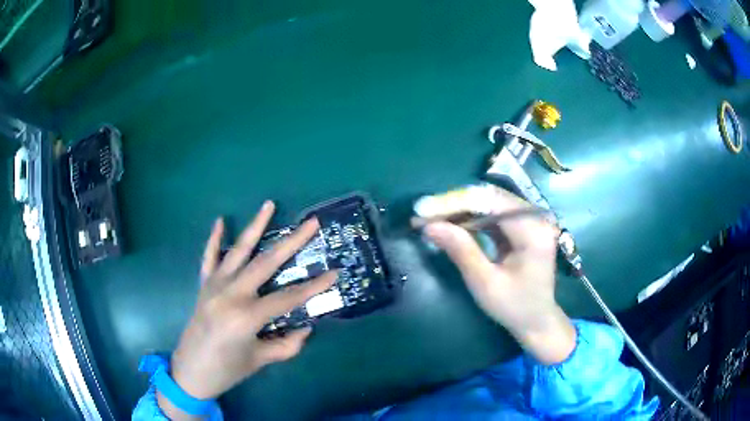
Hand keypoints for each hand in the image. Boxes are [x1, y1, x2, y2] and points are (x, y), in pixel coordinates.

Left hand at [158, 201, 335, 419]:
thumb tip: (305, 327)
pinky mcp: (204, 286)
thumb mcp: (260, 360)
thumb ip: (287, 344)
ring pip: (238, 251)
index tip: (335, 273)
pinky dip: (214, 239)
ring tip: (269, 204)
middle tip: (311, 222)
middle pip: (266, 263)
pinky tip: (220, 221)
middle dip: (292, 242)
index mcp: (246, 316)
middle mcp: (230, 294)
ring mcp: (215, 286)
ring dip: (255, 226)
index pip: (288, 298)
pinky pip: (209, 258)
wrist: (191, 372)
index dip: (314, 287)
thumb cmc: (227, 370)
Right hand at [421, 187, 575, 364]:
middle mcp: (537, 218)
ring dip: (462, 210)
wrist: (537, 321)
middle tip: (424, 213)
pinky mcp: (525, 227)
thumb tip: (430, 225)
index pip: (492, 202)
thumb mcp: (485, 283)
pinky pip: (495, 214)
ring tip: (433, 217)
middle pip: (492, 198)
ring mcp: (532, 221)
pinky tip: (453, 223)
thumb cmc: (514, 307)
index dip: (457, 202)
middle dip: (456, 204)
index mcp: (533, 231)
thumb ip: (461, 250)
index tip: (425, 209)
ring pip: (492, 203)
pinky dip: (473, 219)